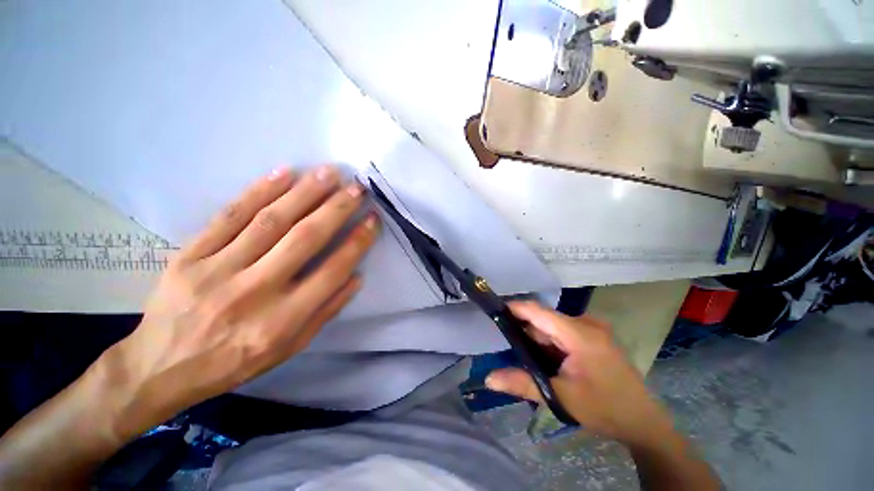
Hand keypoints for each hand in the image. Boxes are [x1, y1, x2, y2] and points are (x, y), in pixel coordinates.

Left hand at [101, 165, 379, 439]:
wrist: (161, 367)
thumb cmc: (235, 361)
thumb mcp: (290, 347)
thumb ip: (326, 311)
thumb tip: (356, 277)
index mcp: (283, 320)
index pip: (332, 271)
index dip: (357, 242)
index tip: (372, 219)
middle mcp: (255, 291)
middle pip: (305, 239)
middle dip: (336, 209)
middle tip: (357, 188)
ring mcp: (218, 270)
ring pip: (270, 220)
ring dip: (305, 192)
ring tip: (329, 173)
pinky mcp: (190, 256)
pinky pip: (229, 216)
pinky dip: (259, 191)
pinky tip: (284, 173)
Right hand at [485, 301, 673, 445]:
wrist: (643, 423)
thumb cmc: (604, 409)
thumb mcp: (560, 398)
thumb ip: (523, 384)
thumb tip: (489, 378)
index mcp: (580, 334)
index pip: (539, 311)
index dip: (515, 308)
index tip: (494, 312)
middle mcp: (586, 323)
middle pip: (545, 319)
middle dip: (526, 331)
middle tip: (509, 347)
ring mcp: (593, 329)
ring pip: (553, 326)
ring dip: (538, 339)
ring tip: (527, 357)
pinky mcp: (595, 336)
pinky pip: (564, 332)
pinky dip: (551, 342)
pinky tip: (547, 358)